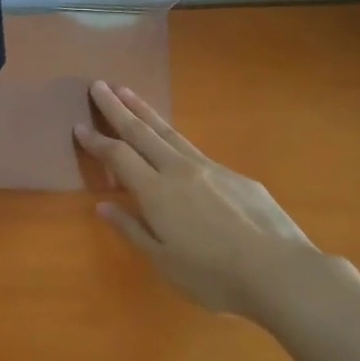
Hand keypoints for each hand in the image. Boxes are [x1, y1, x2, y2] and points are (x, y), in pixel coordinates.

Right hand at [74, 80, 338, 316]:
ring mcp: (210, 168)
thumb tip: (104, 205)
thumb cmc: (214, 276)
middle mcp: (179, 170)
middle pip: (142, 132)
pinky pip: (195, 150)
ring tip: (129, 92)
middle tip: (99, 84)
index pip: (118, 157)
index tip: (79, 125)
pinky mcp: (236, 175)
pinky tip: (175, 144)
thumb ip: (133, 230)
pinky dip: (175, 138)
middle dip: (117, 108)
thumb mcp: (164, 262)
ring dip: (145, 111)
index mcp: (156, 193)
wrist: (280, 272)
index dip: (97, 141)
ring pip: (170, 133)